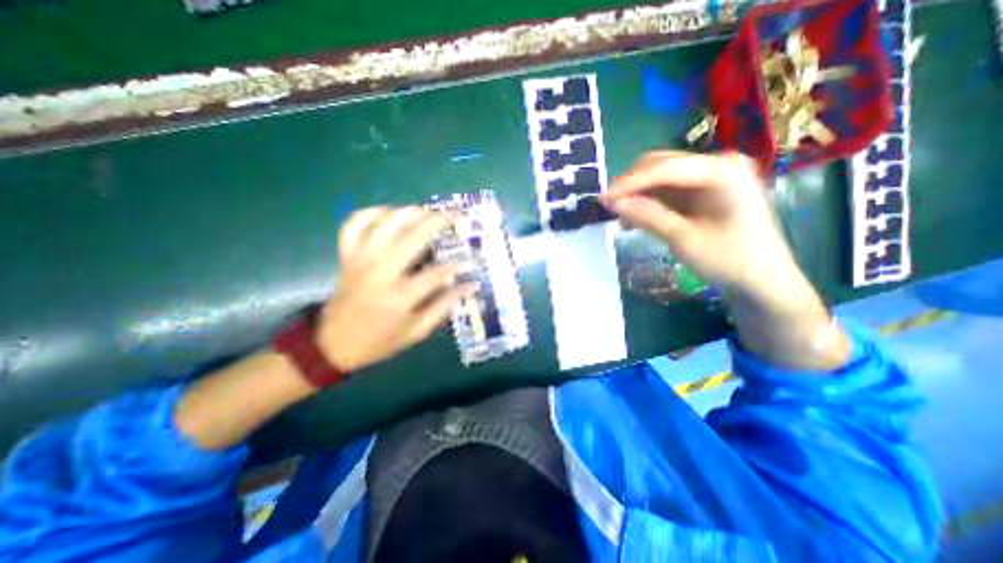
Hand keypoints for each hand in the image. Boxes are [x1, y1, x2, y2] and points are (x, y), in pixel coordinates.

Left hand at [316, 207, 473, 374]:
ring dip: (410, 212)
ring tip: (428, 211)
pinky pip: (354, 224)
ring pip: (385, 223)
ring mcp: (360, 260)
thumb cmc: (380, 340)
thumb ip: (444, 307)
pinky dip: (370, 213)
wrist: (332, 344)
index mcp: (399, 297)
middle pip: (412, 236)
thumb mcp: (417, 331)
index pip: (436, 273)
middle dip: (438, 221)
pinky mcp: (346, 256)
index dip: (457, 264)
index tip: (471, 259)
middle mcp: (380, 272)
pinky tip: (388, 213)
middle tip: (455, 215)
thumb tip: (470, 285)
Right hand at [603, 152, 804, 310]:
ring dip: (637, 192)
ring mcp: (711, 175)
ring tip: (617, 211)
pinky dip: (648, 200)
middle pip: (662, 164)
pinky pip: (667, 188)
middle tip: (608, 205)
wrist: (761, 278)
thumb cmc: (729, 260)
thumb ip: (648, 217)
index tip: (602, 198)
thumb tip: (613, 203)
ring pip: (661, 175)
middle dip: (632, 184)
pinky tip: (633, 214)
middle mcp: (717, 164)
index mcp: (723, 171)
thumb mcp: (684, 240)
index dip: (630, 183)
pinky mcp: (703, 190)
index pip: (665, 169)